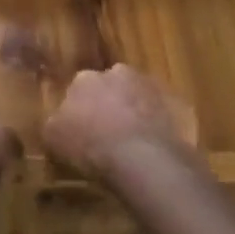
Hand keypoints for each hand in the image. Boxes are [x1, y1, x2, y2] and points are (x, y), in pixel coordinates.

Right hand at [42, 64, 197, 180]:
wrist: (143, 160)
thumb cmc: (91, 146)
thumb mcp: (54, 138)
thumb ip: (55, 123)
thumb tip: (58, 121)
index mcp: (86, 78)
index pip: (80, 87)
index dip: (82, 108)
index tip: (83, 129)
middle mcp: (120, 73)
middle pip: (114, 87)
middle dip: (112, 104)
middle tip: (111, 134)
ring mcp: (153, 87)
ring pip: (142, 97)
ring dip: (139, 113)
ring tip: (137, 145)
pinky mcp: (180, 105)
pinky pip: (168, 115)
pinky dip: (163, 127)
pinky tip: (159, 150)